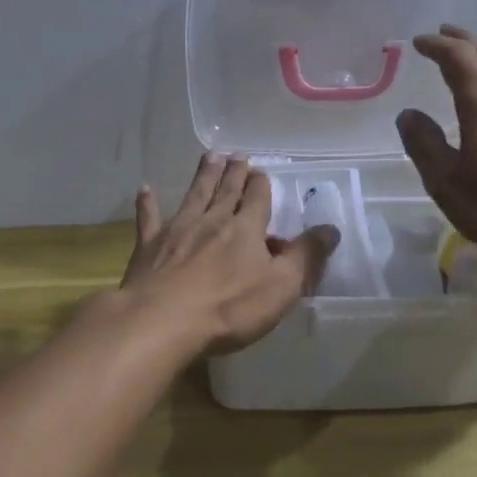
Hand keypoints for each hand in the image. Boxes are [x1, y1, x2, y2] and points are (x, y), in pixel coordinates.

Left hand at [120, 154, 340, 356]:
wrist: (162, 321)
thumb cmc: (229, 308)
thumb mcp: (281, 287)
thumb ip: (306, 257)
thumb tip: (330, 229)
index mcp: (245, 230)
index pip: (258, 200)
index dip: (261, 185)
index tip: (261, 171)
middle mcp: (212, 221)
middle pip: (226, 192)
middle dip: (234, 173)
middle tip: (237, 155)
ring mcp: (177, 231)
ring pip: (194, 196)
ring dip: (203, 176)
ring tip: (209, 157)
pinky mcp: (149, 247)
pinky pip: (149, 219)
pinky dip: (148, 203)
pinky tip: (145, 189)